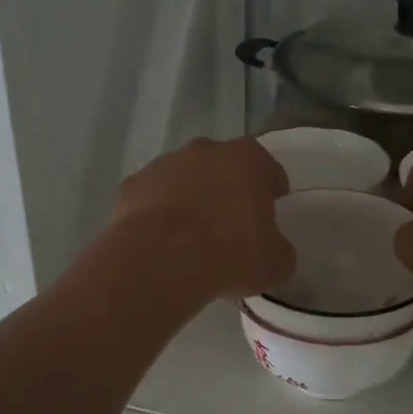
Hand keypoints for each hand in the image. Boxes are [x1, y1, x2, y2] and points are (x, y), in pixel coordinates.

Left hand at [107, 137, 294, 302]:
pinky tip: (161, 241)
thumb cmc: (229, 254)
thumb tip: (273, 250)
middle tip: (231, 224)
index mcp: (249, 159)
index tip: (271, 209)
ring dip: (191, 198)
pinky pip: (153, 197)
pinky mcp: (133, 184)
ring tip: (192, 236)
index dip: (271, 189)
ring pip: (185, 178)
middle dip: (228, 189)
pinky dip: (158, 212)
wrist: (160, 260)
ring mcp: (165, 163)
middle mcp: (207, 150)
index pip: (268, 169)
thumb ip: (279, 249)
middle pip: (224, 167)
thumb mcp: (275, 263)